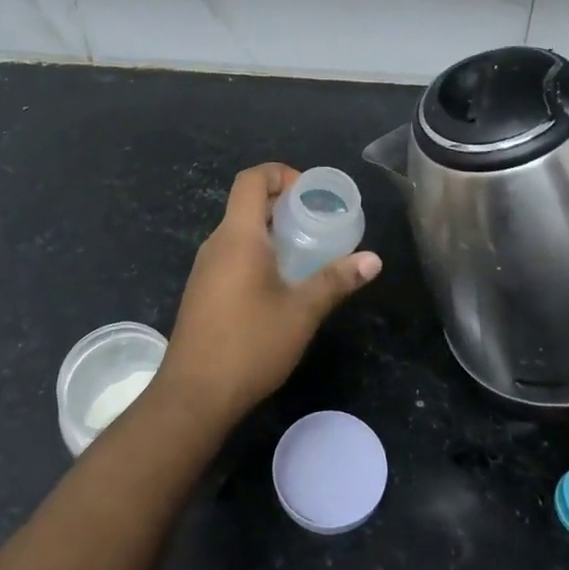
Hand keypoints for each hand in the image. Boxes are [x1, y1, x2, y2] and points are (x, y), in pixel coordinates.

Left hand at [156, 163, 381, 423]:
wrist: (194, 396)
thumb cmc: (250, 345)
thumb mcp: (301, 312)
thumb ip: (336, 280)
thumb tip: (374, 259)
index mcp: (238, 236)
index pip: (251, 179)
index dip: (280, 173)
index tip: (310, 193)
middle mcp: (216, 244)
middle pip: (246, 204)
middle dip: (283, 204)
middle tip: (318, 222)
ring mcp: (204, 269)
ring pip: (239, 232)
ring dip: (271, 231)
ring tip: (306, 252)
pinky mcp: (201, 292)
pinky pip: (231, 255)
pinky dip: (257, 254)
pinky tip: (280, 284)